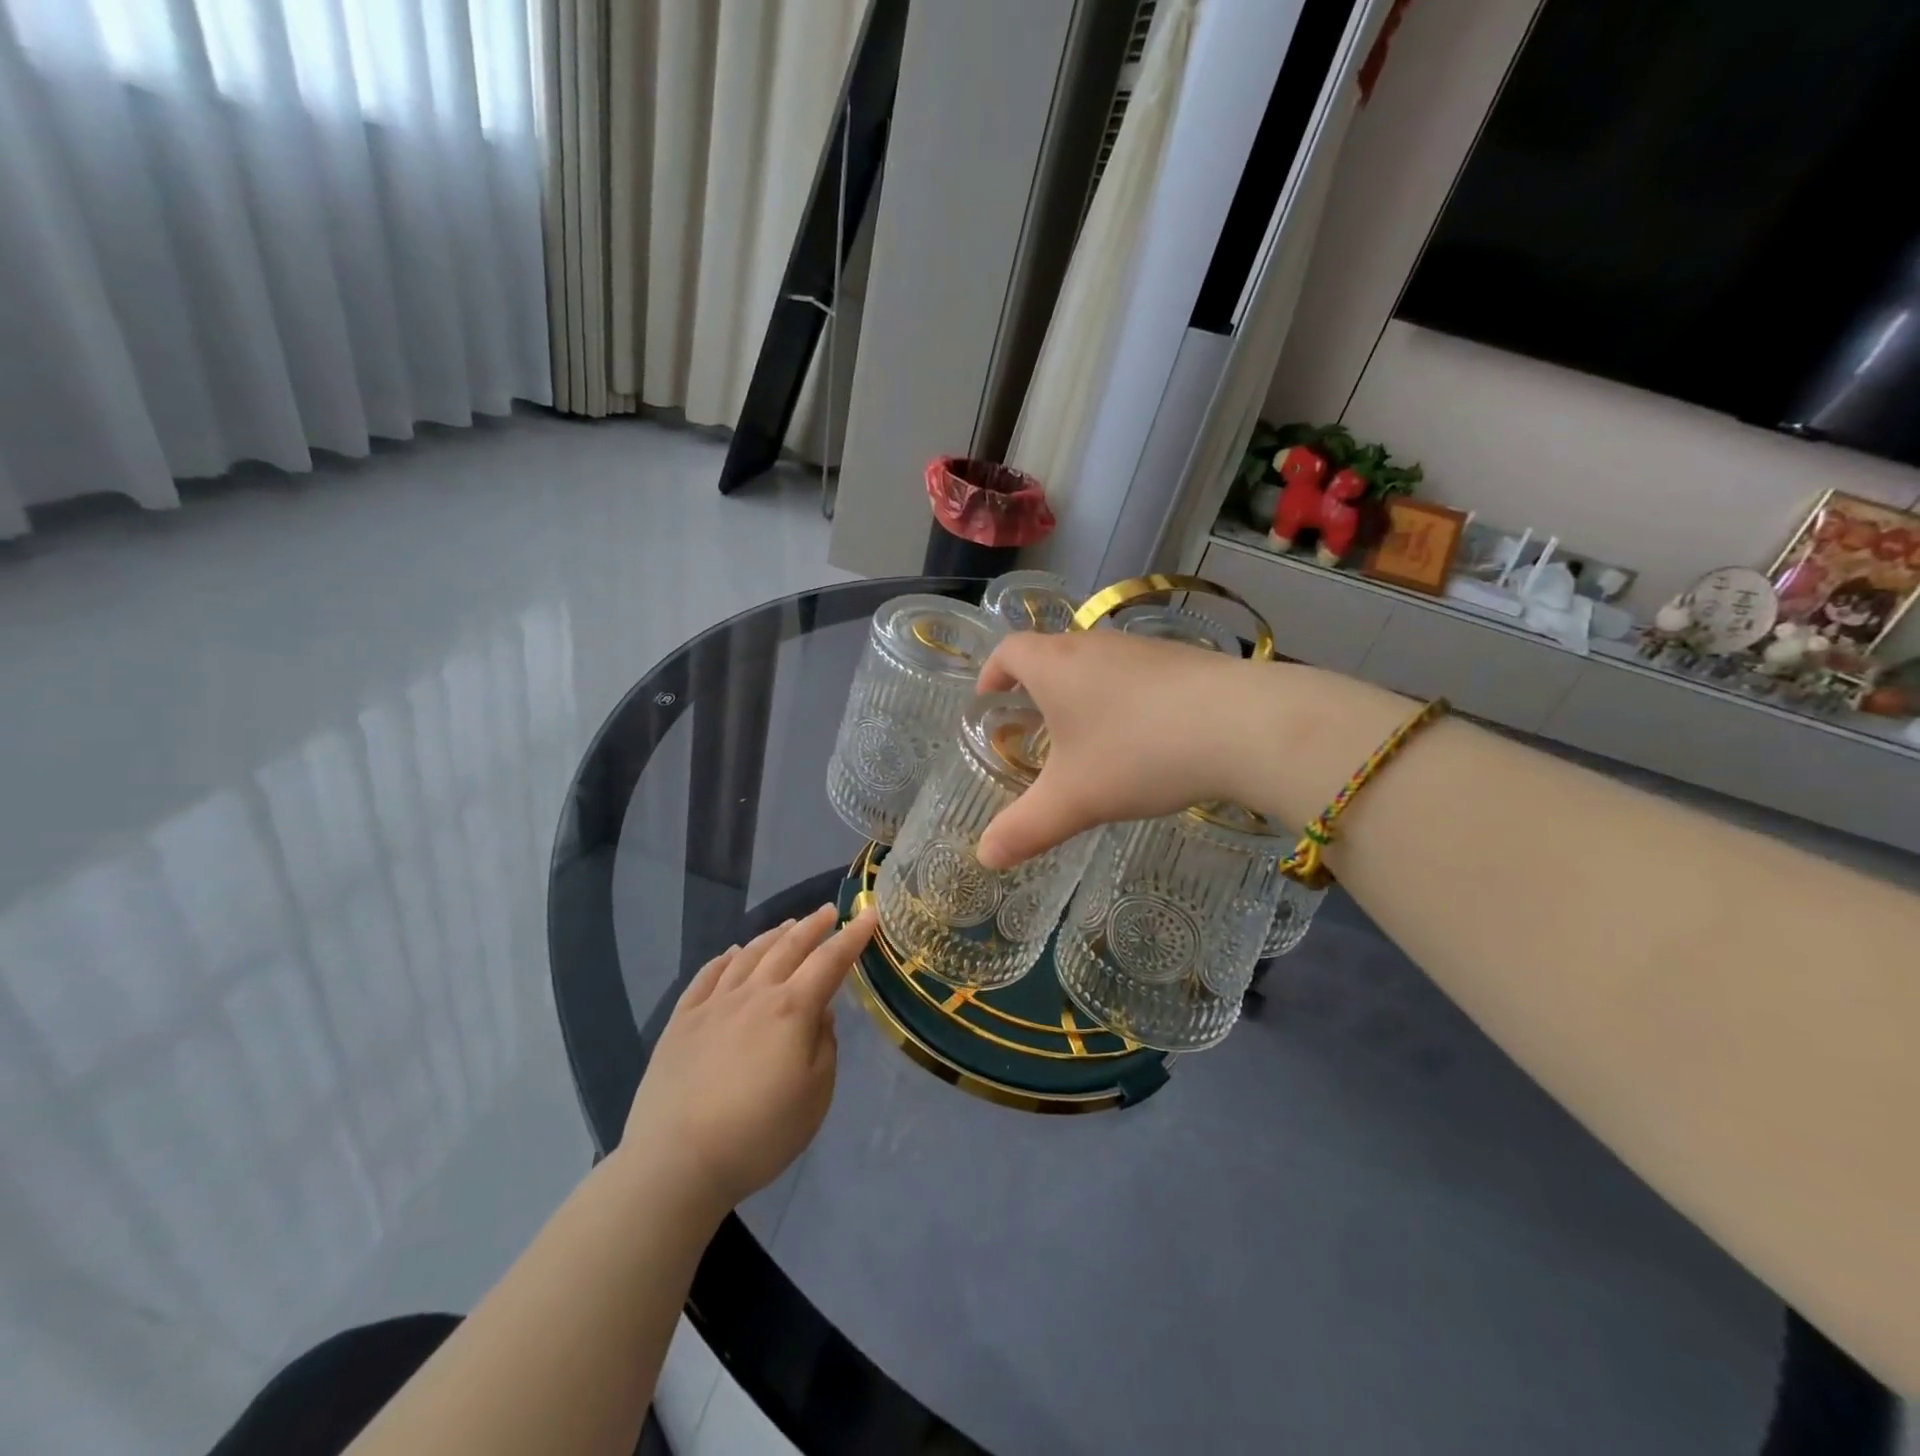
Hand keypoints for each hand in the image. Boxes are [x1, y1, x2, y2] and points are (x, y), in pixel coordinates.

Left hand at [620, 905, 875, 1217]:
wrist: (676, 1162)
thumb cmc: (759, 1134)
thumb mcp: (815, 1097)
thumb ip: (824, 1046)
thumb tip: (819, 1013)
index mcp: (792, 1009)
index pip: (830, 961)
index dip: (852, 936)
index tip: (868, 915)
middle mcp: (754, 994)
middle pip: (788, 947)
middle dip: (813, 926)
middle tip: (829, 911)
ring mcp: (713, 1005)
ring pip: (748, 955)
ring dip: (773, 935)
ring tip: (788, 925)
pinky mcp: (681, 1021)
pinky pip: (706, 976)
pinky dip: (724, 959)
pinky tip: (731, 953)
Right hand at [974, 630, 1256, 868]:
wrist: (1243, 725)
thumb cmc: (1138, 754)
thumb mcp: (1074, 800)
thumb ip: (1025, 829)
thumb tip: (985, 857)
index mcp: (1056, 666)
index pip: (1009, 651)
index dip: (992, 673)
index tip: (988, 700)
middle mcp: (1095, 645)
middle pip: (1052, 653)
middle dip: (1035, 687)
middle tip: (1034, 728)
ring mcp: (1143, 648)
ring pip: (1096, 663)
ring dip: (1082, 692)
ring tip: (1087, 736)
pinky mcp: (1183, 659)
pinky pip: (1136, 673)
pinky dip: (1124, 697)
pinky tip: (1144, 736)